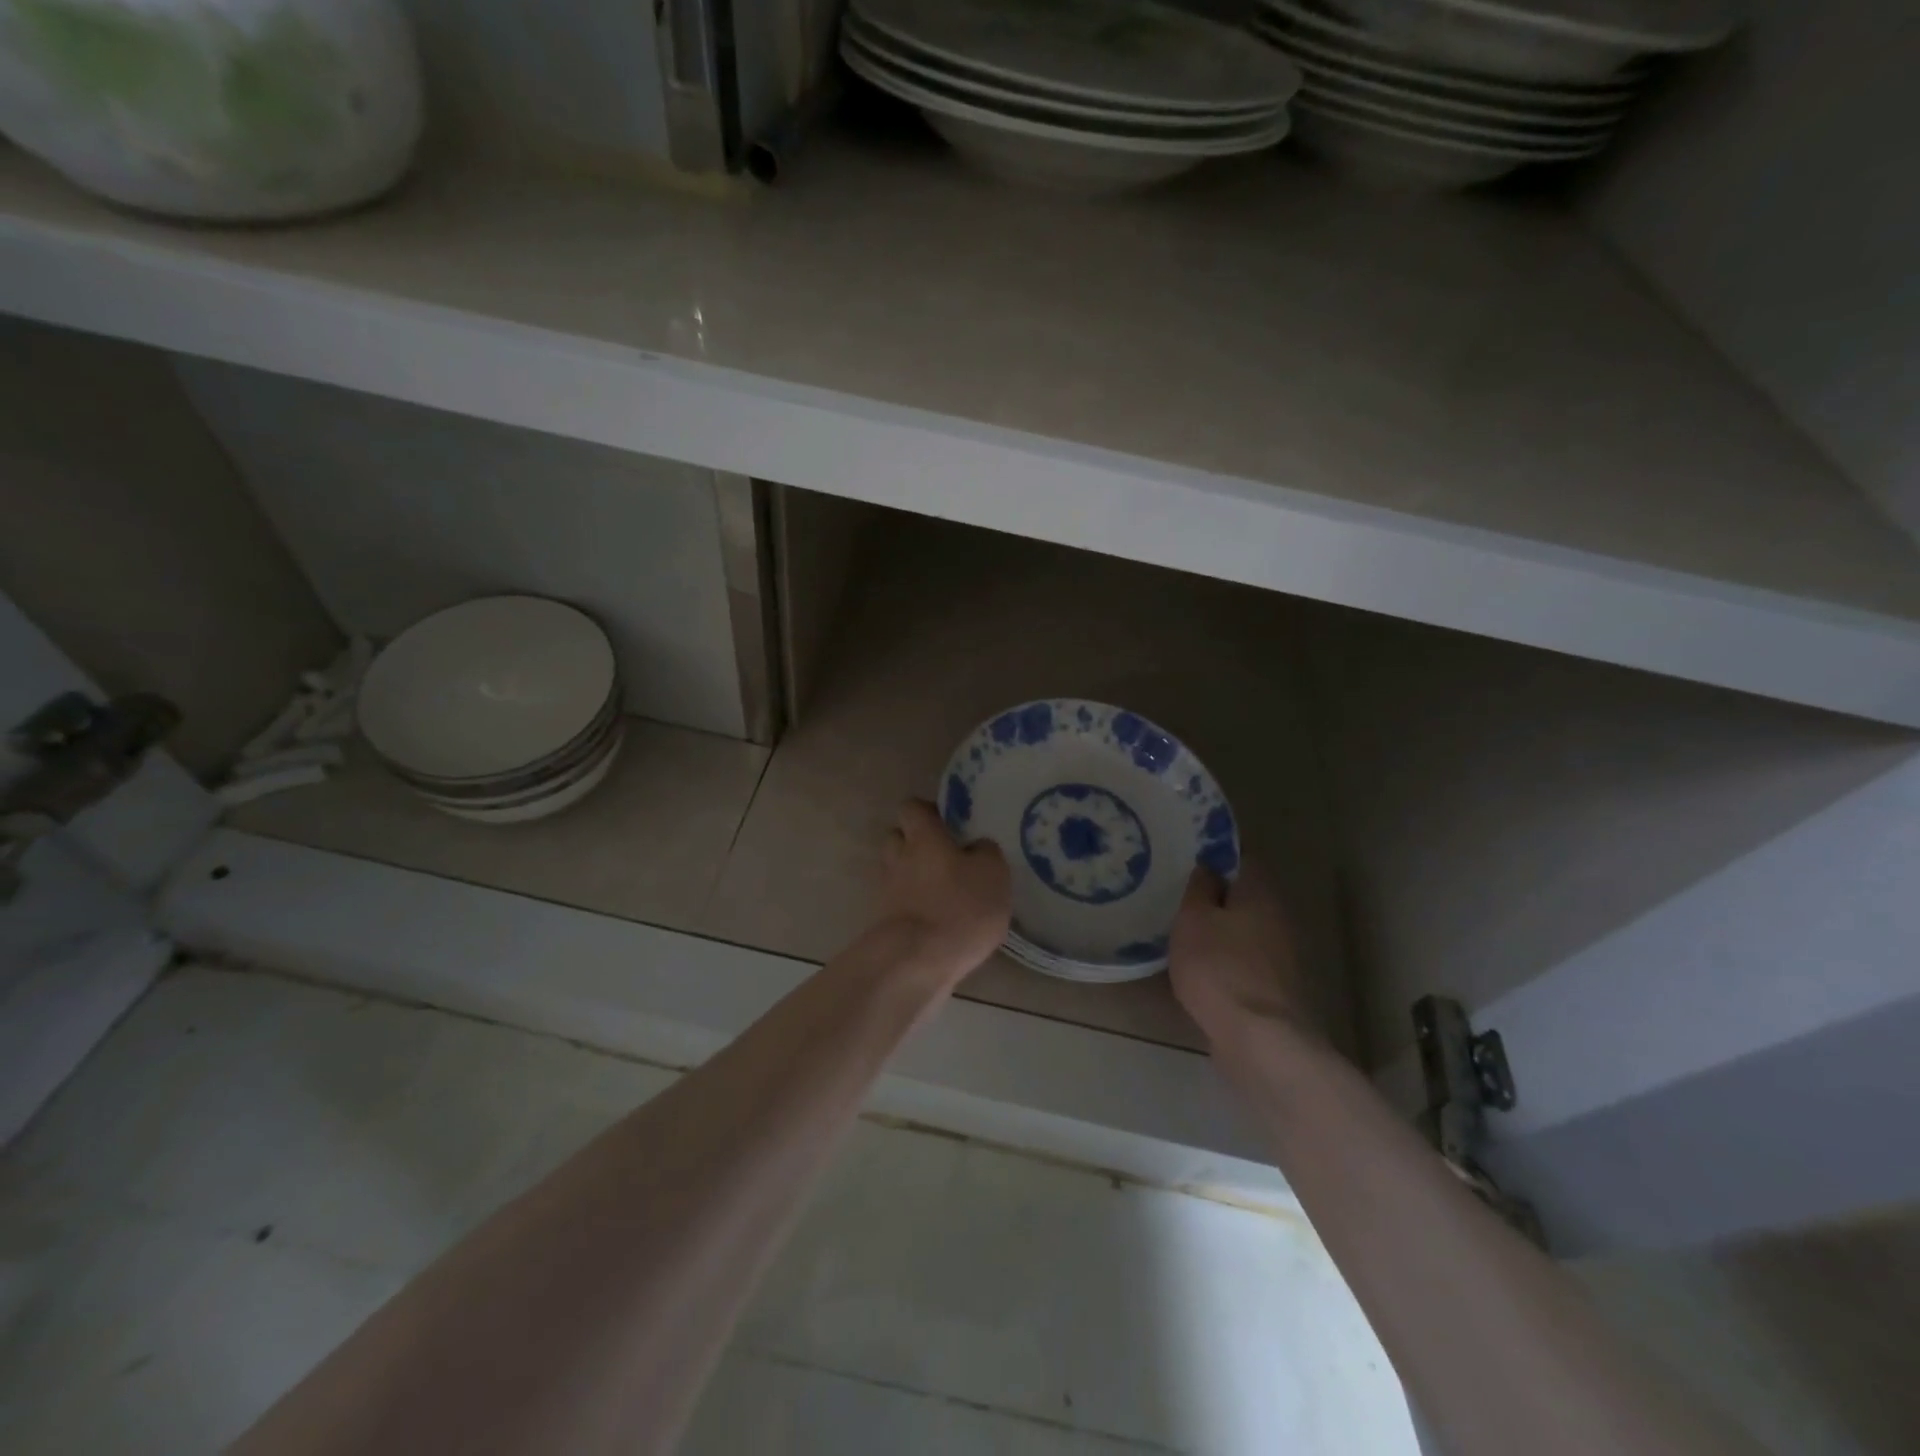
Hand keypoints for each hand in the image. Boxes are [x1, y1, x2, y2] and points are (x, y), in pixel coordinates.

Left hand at [877, 800, 1011, 982]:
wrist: (917, 962)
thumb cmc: (960, 907)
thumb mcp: (993, 873)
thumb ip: (986, 852)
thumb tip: (976, 846)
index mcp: (922, 836)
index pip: (912, 807)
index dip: (928, 811)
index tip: (949, 823)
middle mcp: (898, 857)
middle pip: (898, 838)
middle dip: (916, 844)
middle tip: (946, 857)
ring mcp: (887, 891)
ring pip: (898, 872)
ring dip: (915, 877)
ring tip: (944, 892)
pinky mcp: (885, 922)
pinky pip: (900, 904)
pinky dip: (915, 907)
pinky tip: (938, 921)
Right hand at [1169, 863, 1315, 1043]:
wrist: (1259, 1040)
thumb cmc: (1219, 967)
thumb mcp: (1194, 919)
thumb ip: (1200, 889)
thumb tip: (1208, 868)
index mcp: (1261, 894)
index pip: (1243, 859)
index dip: (1217, 857)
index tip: (1189, 860)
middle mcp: (1279, 919)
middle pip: (1246, 897)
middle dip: (1217, 897)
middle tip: (1181, 899)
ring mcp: (1282, 958)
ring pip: (1246, 932)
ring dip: (1222, 932)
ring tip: (1185, 935)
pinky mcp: (1276, 991)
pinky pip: (1246, 963)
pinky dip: (1227, 962)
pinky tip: (1202, 971)